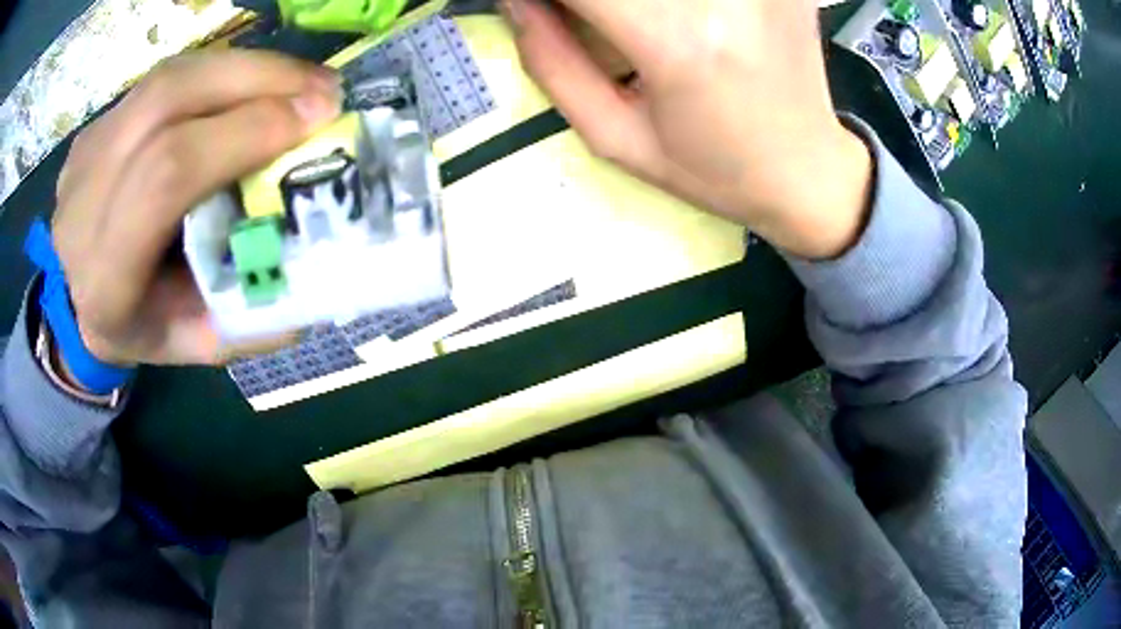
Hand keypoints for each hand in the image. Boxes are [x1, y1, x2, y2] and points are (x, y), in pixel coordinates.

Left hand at [52, 51, 341, 366]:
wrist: (74, 300)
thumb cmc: (137, 327)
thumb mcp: (192, 344)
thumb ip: (249, 318)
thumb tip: (319, 259)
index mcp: (106, 274)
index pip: (167, 176)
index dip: (243, 132)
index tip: (315, 118)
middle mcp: (85, 199)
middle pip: (168, 101)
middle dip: (256, 79)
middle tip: (323, 87)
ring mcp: (87, 150)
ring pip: (168, 77)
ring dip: (244, 66)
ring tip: (298, 79)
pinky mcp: (97, 124)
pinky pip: (163, 80)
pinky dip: (217, 73)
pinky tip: (249, 85)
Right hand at [501, 0, 873, 258]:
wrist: (809, 174)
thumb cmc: (712, 169)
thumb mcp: (615, 137)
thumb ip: (551, 60)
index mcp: (679, 41)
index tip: (540, 10)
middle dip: (592, 2)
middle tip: (596, 23)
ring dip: (634, 4)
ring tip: (635, 24)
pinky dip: (676, 2)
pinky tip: (686, 19)